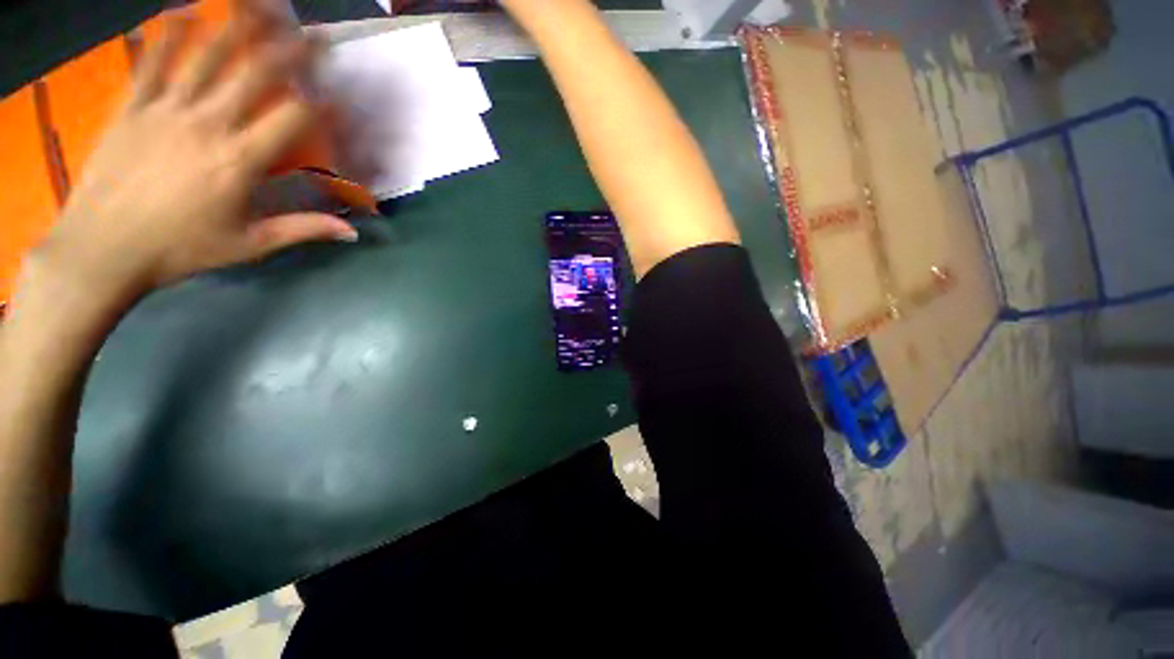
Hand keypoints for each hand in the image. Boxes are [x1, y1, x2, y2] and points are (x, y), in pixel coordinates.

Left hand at [29, 3, 356, 309]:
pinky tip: (185, 14)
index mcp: (239, 162)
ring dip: (237, 29)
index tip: (342, 96)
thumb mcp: (249, 245)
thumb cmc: (179, 250)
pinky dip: (168, 36)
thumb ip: (302, 230)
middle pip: (255, 76)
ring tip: (261, 8)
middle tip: (314, 34)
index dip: (322, 105)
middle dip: (291, 52)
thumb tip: (353, 232)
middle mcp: (206, 125)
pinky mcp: (132, 107)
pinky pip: (152, 63)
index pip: (292, 121)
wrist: (101, 250)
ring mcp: (165, 110)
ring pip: (206, 57)